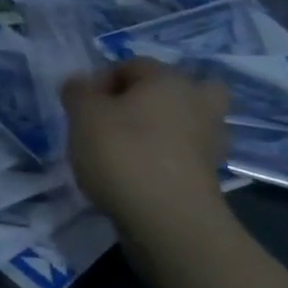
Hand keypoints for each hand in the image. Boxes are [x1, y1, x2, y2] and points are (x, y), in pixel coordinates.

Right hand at [63, 59, 230, 237]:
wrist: (168, 222)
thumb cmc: (123, 155)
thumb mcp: (83, 116)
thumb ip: (78, 93)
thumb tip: (80, 84)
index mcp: (169, 80)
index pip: (131, 65)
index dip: (100, 81)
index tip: (81, 108)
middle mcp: (197, 102)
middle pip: (172, 89)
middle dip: (146, 100)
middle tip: (117, 120)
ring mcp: (209, 141)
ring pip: (182, 122)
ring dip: (159, 130)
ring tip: (126, 150)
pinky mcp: (210, 176)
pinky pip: (183, 155)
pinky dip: (165, 160)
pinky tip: (138, 175)